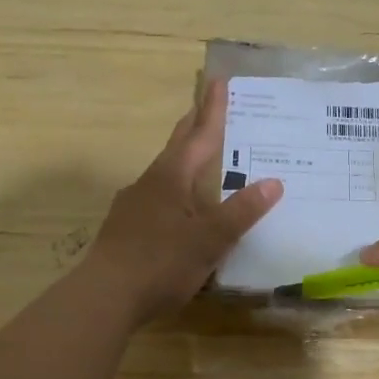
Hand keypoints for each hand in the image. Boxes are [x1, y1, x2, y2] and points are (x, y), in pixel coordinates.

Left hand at [86, 79, 282, 321]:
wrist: (104, 296)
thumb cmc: (161, 262)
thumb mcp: (210, 239)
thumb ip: (241, 212)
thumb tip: (273, 182)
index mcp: (171, 178)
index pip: (198, 136)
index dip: (212, 110)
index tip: (218, 81)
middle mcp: (149, 183)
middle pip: (176, 147)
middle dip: (192, 126)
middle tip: (205, 106)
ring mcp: (133, 206)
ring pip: (165, 174)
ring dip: (183, 161)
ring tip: (200, 161)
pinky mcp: (125, 228)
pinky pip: (157, 199)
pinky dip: (175, 192)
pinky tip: (180, 210)